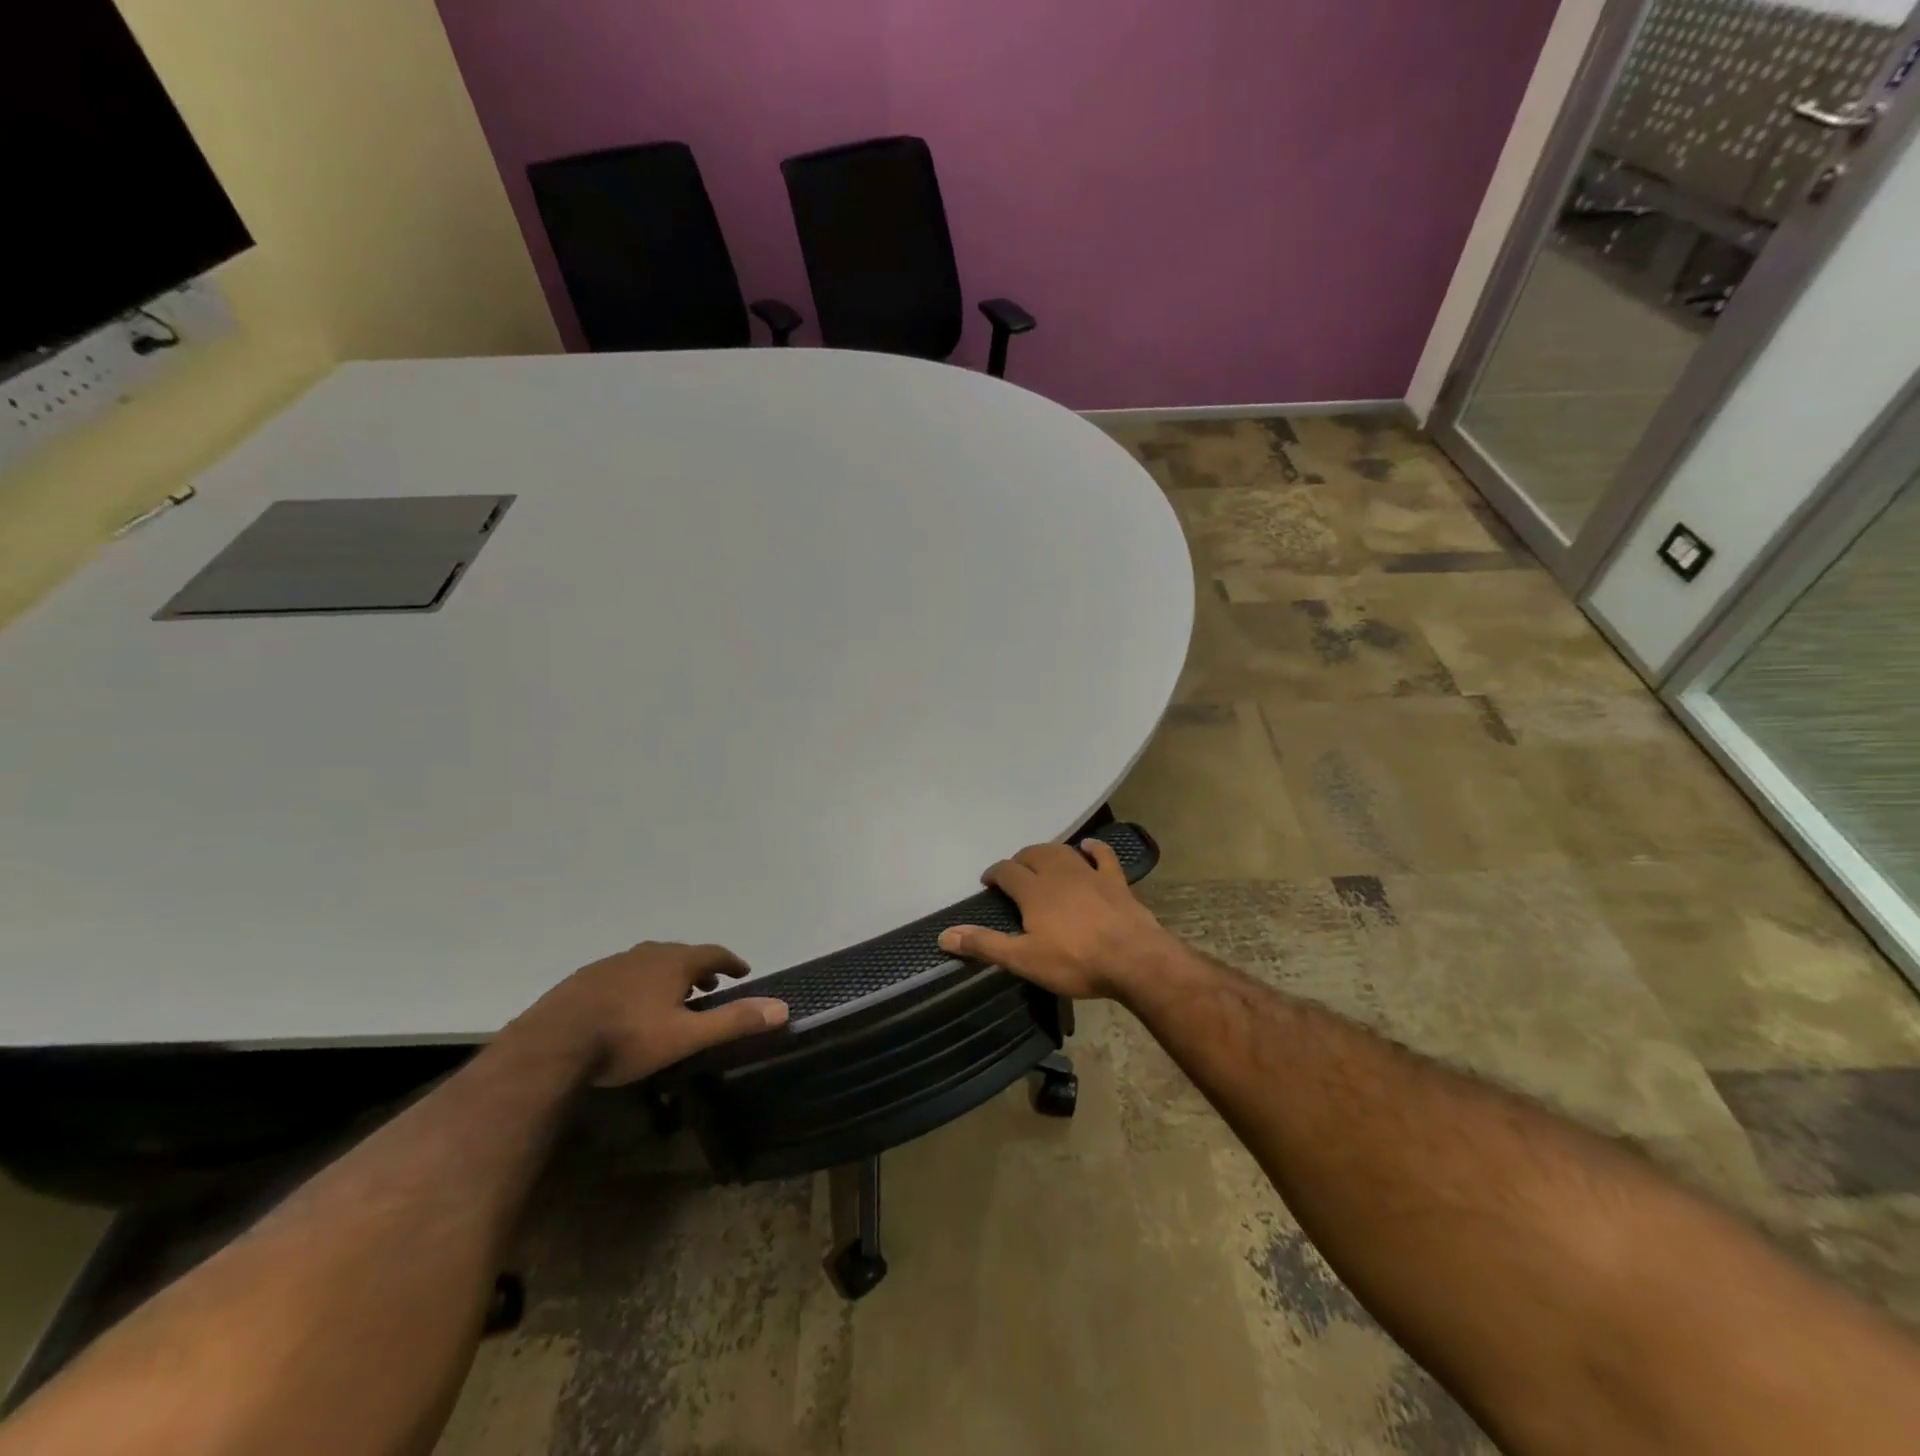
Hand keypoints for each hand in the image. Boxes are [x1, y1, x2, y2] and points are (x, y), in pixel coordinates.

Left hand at [521, 942, 788, 1086]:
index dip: (732, 962)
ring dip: (669, 975)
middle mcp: (646, 954)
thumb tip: (782, 1007)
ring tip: (672, 997)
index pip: (714, 953)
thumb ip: (733, 1021)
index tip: (744, 971)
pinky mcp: (585, 979)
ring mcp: (612, 963)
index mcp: (674, 962)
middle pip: (682, 954)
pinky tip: (629, 1006)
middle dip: (700, 968)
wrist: (551, 1044)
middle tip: (710, 986)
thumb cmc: (627, 1038)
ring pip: (651, 963)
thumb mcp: (686, 1036)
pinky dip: (639, 983)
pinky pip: (624, 974)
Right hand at [938, 841, 1184, 1001]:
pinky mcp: (1115, 881)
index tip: (988, 882)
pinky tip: (1088, 847)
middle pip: (1033, 855)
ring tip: (1041, 861)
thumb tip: (944, 935)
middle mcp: (1058, 873)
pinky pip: (1102, 856)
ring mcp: (1089, 874)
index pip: (1006, 871)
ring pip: (1062, 851)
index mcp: (1033, 891)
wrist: (1133, 960)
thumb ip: (985, 945)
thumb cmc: (1075, 962)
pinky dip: (1093, 848)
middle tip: (1014, 875)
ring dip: (1048, 852)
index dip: (994, 873)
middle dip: (1020, 861)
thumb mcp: (1023, 960)